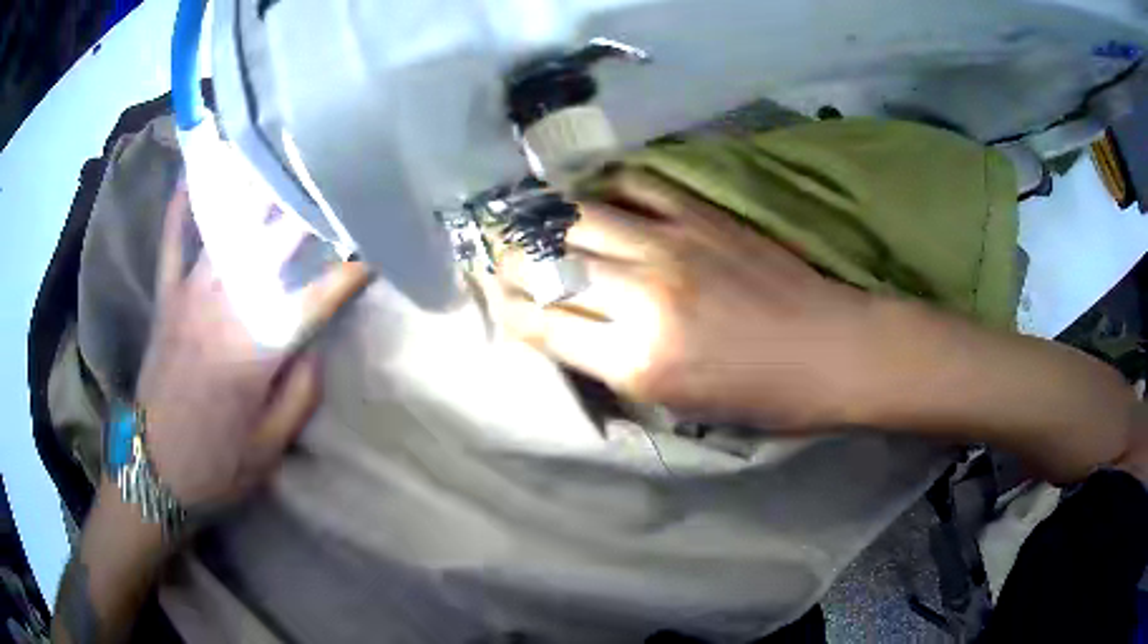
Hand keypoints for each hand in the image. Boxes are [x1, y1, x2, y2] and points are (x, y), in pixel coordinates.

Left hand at [134, 188, 363, 508]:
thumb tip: (314, 343)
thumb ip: (300, 392)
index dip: (350, 271)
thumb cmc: (216, 465)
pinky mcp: (165, 297)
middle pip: (274, 245)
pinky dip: (182, 203)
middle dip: (309, 211)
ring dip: (258, 192)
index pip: (315, 298)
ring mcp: (189, 295)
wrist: (152, 471)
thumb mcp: (271, 447)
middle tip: (335, 179)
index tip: (377, 248)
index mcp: (256, 350)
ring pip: (229, 228)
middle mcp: (224, 307)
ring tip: (282, 159)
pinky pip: (172, 239)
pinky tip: (196, 170)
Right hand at [496, 170, 882, 428]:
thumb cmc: (763, 396)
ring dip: (543, 221)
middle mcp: (644, 295)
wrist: (831, 349)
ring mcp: (672, 243)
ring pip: (577, 216)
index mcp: (639, 360)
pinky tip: (597, 198)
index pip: (542, 324)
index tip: (499, 301)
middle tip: (501, 258)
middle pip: (547, 263)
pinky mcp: (700, 214)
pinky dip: (605, 189)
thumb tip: (570, 329)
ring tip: (530, 222)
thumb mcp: (680, 405)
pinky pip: (634, 185)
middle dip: (511, 261)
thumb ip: (616, 366)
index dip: (509, 311)